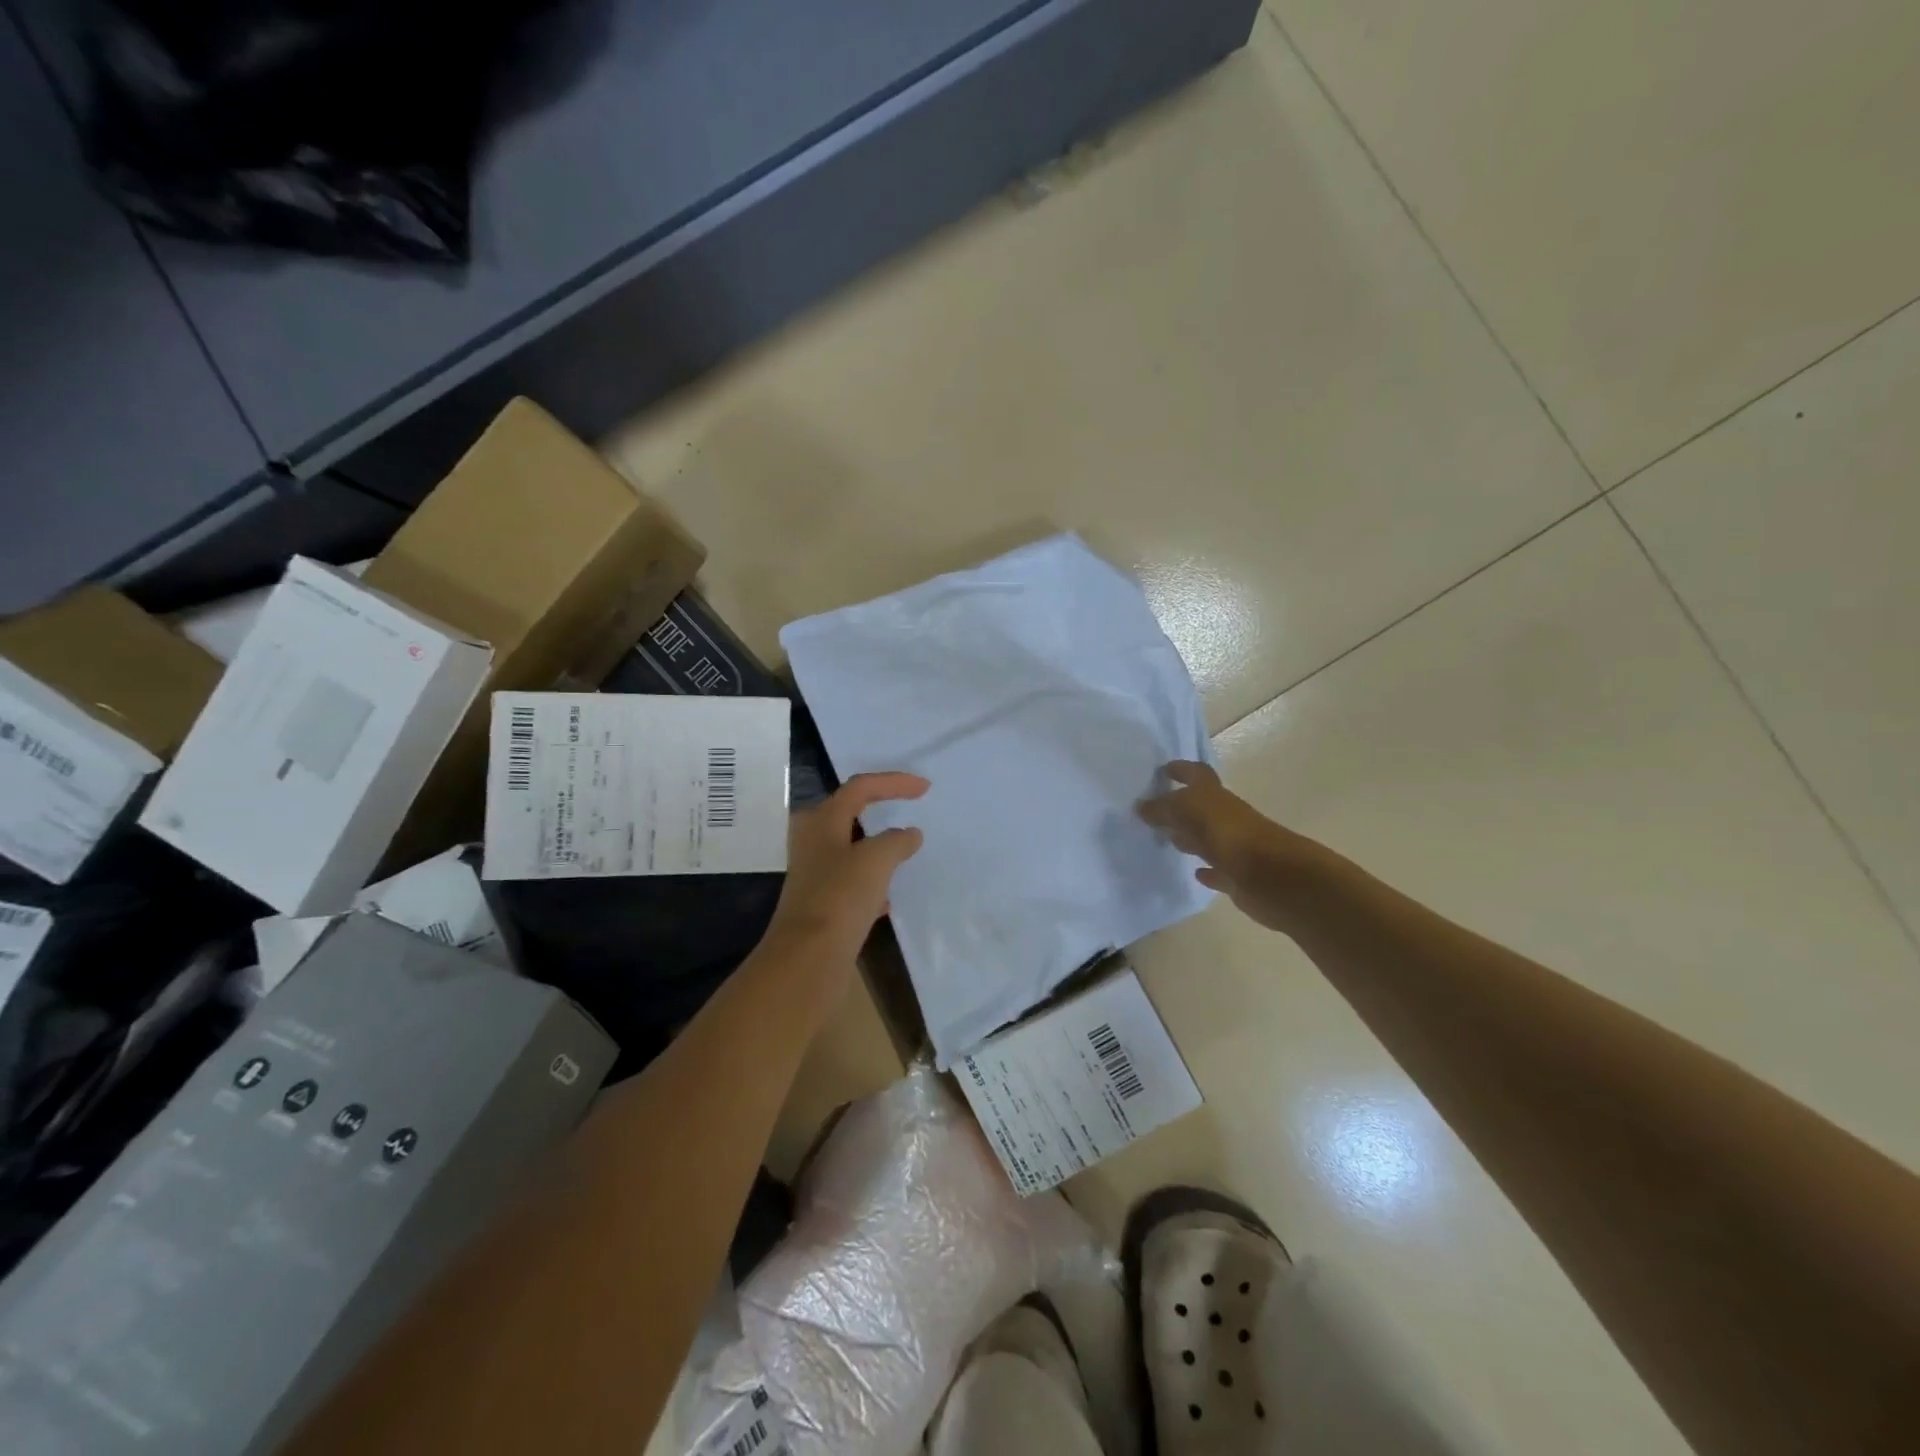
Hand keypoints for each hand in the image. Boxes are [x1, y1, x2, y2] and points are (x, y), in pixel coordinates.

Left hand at [764, 772, 929, 976]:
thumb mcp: (876, 859)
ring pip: (851, 848)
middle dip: (878, 807)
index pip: (860, 787)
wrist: (808, 958)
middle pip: (848, 813)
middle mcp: (813, 841)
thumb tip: (909, 835)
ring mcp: (815, 873)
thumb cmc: (840, 896)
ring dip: (877, 845)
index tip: (925, 788)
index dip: (894, 782)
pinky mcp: (822, 902)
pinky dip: (873, 880)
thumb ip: (896, 840)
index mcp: (822, 821)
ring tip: (905, 848)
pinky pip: (852, 881)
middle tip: (906, 807)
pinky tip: (890, 895)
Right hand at [1137, 761, 1316, 931]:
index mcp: (1215, 797)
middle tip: (1152, 811)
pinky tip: (1195, 872)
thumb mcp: (1189, 810)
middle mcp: (1226, 818)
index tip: (1162, 772)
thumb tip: (1141, 806)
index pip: (1197, 775)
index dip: (1182, 770)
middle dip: (1178, 807)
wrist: (1272, 876)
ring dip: (1188, 837)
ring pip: (1206, 838)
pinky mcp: (1237, 876)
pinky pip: (1217, 870)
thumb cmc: (1229, 834)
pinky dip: (1207, 869)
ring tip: (1163, 839)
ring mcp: (1233, 847)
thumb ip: (1164, 807)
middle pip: (1200, 808)